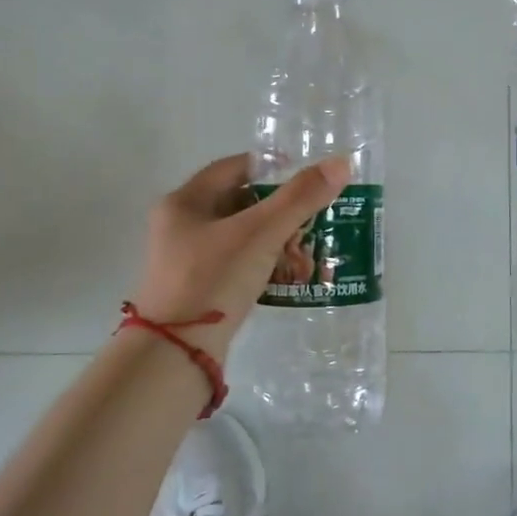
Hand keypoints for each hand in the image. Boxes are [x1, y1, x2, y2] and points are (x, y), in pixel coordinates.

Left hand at [129, 154, 350, 358]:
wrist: (176, 352)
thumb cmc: (213, 280)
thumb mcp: (260, 233)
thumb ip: (300, 198)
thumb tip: (340, 163)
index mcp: (184, 202)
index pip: (233, 168)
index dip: (270, 167)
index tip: (305, 176)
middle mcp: (180, 227)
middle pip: (239, 203)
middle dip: (279, 209)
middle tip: (313, 215)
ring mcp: (187, 261)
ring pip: (240, 236)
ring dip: (275, 239)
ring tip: (308, 247)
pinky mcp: (198, 290)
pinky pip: (237, 265)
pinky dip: (264, 264)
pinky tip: (289, 275)